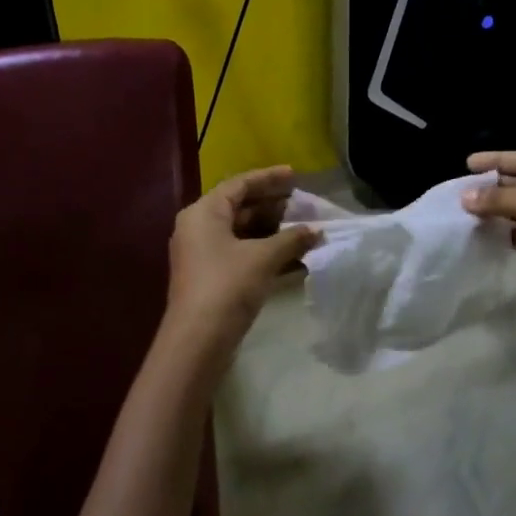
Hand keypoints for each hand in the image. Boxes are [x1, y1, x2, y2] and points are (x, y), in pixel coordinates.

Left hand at [166, 166, 320, 342]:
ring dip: (273, 231)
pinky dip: (265, 252)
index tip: (296, 175)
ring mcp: (203, 254)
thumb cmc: (227, 286)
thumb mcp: (263, 257)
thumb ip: (291, 239)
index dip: (269, 178)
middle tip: (303, 204)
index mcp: (204, 212)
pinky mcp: (211, 277)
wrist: (198, 340)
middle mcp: (198, 227)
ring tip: (304, 229)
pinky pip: (241, 253)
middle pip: (240, 207)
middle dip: (274, 206)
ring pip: (242, 232)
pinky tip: (294, 256)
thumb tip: (316, 230)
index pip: (240, 184)